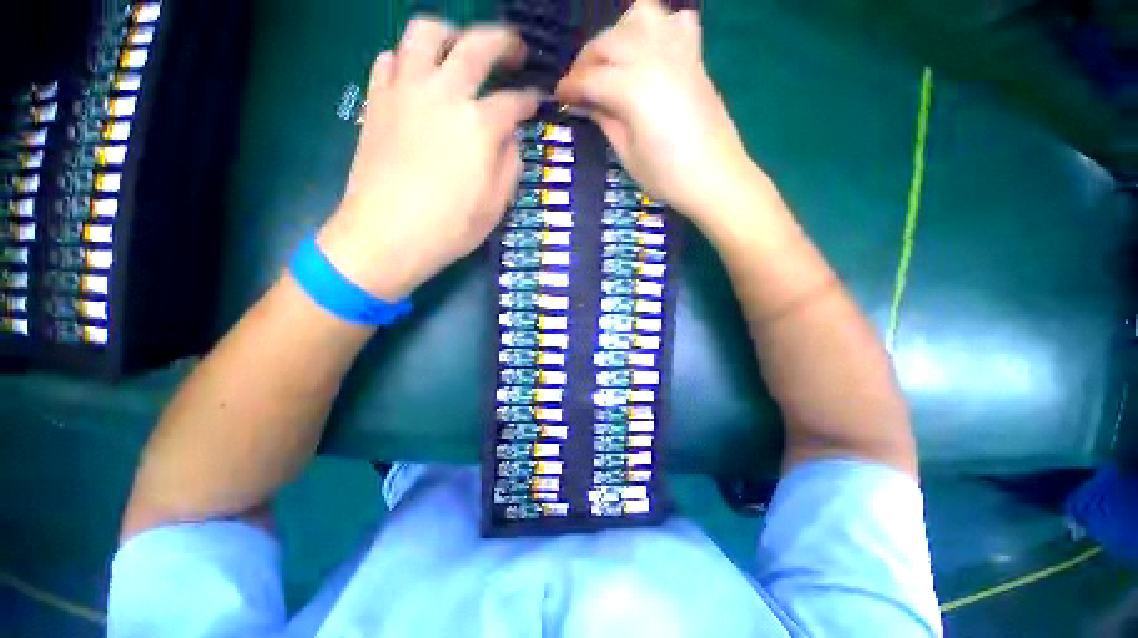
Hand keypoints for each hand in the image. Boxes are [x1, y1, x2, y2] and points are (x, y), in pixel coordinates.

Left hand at [318, 18, 539, 300]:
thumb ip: (510, 164)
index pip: (514, 101)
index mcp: (479, 127)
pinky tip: (419, 77)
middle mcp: (444, 95)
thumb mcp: (496, 206)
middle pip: (477, 45)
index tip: (537, 101)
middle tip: (515, 50)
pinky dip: (408, 59)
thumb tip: (510, 138)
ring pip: (426, 33)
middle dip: (504, 42)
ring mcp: (405, 91)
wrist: (387, 236)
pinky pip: (391, 58)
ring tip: (461, 49)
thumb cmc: (449, 228)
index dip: (531, 100)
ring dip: (451, 34)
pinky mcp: (377, 99)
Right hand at [556, 1, 757, 227]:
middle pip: (608, 42)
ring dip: (618, 34)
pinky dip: (659, 28)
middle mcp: (654, 57)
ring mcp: (679, 52)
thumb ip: (605, 120)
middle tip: (580, 86)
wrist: (715, 178)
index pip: (590, 79)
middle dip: (586, 60)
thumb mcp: (627, 154)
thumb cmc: (667, 176)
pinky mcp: (695, 57)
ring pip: (640, 15)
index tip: (559, 96)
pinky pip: (677, 21)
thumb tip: (586, 102)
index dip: (570, 87)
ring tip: (613, 62)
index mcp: (633, 88)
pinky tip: (652, 52)